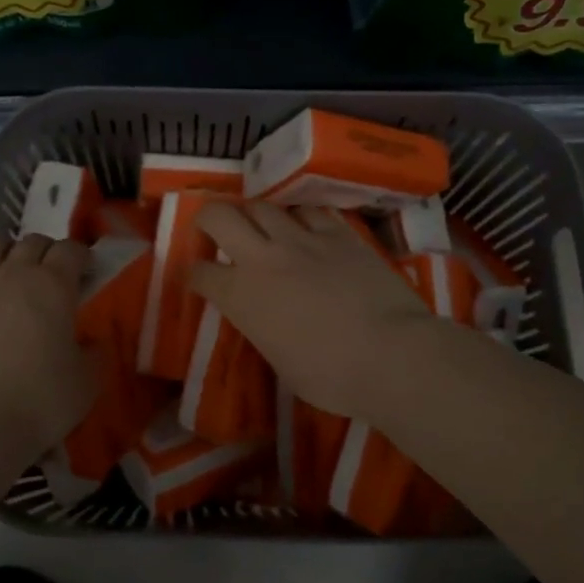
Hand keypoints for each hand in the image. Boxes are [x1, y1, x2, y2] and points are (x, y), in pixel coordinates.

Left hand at [0, 234, 96, 466]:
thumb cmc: (41, 402)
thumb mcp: (88, 382)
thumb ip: (94, 353)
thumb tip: (90, 342)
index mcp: (52, 286)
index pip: (70, 250)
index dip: (81, 256)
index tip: (88, 272)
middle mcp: (11, 276)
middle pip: (31, 243)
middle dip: (47, 252)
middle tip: (54, 276)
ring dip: (5, 254)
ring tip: (11, 275)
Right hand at [190, 202, 444, 425]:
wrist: (390, 354)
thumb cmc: (332, 376)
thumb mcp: (281, 362)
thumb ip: (263, 329)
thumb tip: (267, 318)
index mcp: (242, 297)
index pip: (200, 273)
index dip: (193, 274)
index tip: (196, 277)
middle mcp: (263, 258)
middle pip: (220, 216)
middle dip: (208, 217)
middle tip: (213, 227)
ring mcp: (302, 240)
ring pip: (264, 206)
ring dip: (256, 215)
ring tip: (263, 226)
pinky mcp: (339, 233)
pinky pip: (310, 212)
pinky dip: (301, 218)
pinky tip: (306, 227)